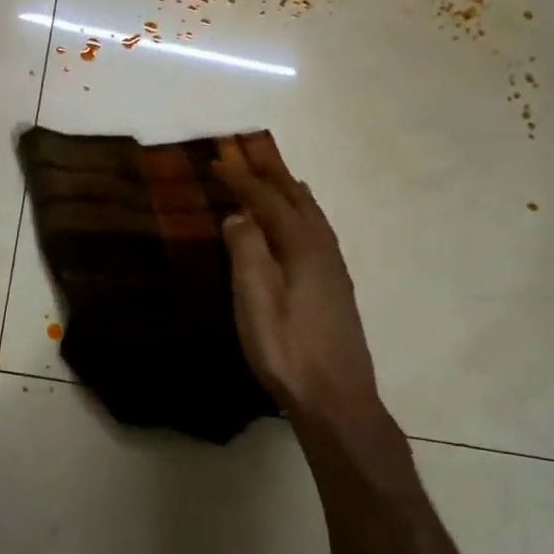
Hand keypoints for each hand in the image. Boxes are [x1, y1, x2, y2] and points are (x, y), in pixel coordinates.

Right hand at [216, 140, 383, 433]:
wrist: (335, 398)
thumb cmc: (288, 349)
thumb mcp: (256, 299)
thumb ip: (247, 250)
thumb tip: (238, 214)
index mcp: (302, 246)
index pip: (268, 200)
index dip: (242, 179)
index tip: (217, 162)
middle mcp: (323, 249)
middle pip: (297, 199)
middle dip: (271, 175)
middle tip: (248, 155)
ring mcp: (334, 269)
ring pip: (312, 215)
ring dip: (290, 192)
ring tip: (276, 179)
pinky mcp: (336, 288)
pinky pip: (318, 232)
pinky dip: (302, 215)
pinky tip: (299, 229)